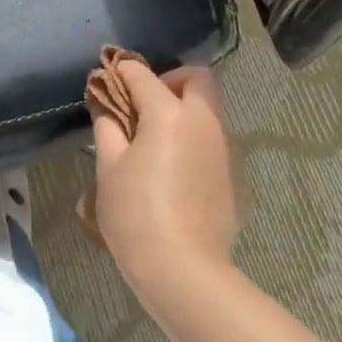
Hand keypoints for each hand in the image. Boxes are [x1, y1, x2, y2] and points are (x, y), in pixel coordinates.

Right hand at [89, 61, 239, 306]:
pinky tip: (175, 172)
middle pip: (196, 78)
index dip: (122, 72)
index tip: (108, 78)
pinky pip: (215, 141)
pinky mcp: (235, 174)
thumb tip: (106, 103)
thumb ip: (108, 126)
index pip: (142, 76)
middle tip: (145, 106)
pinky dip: (195, 139)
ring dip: (185, 110)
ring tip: (156, 141)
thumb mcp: (109, 168)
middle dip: (170, 81)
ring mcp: (225, 147)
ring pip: (209, 109)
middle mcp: (204, 121)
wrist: (183, 269)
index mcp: (170, 114)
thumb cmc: (135, 215)